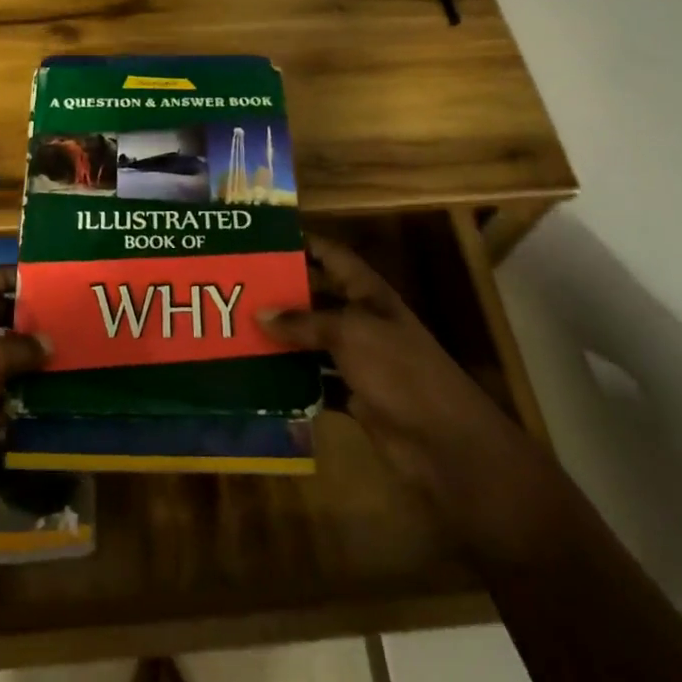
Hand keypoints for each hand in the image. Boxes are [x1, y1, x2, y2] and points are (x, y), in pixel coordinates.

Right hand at [260, 235, 555, 557]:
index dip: (304, 244)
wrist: (444, 442)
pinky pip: (315, 381)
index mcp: (369, 295)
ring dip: (282, 339)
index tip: (264, 239)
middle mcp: (363, 321)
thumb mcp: (350, 334)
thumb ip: (304, 322)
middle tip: (237, 289)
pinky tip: (258, 376)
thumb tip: (259, 314)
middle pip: (317, 298)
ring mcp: (359, 360)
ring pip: (312, 342)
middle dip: (282, 293)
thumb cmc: (400, 371)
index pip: (333, 256)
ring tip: (237, 331)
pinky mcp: (354, 395)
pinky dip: (291, 380)